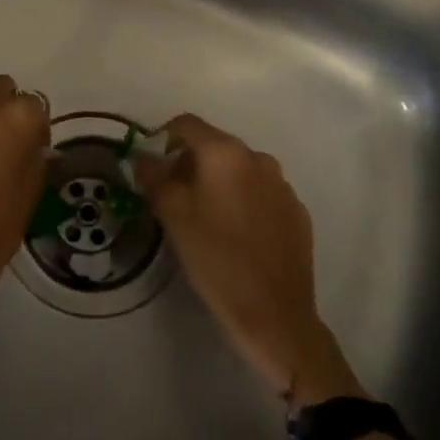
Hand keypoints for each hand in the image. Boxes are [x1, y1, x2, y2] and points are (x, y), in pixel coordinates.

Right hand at [138, 114, 361, 405]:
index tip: (153, 167)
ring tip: (205, 217)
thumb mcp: (173, 216)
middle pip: (214, 145)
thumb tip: (143, 157)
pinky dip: (243, 201)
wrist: (275, 315)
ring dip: (218, 182)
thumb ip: (154, 178)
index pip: (187, 124)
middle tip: (173, 196)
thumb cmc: (216, 259)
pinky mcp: (297, 212)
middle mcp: (258, 158)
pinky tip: (236, 234)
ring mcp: (282, 185)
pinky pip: (261, 193)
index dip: (164, 139)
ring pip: (239, 169)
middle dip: (190, 163)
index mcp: (225, 153)